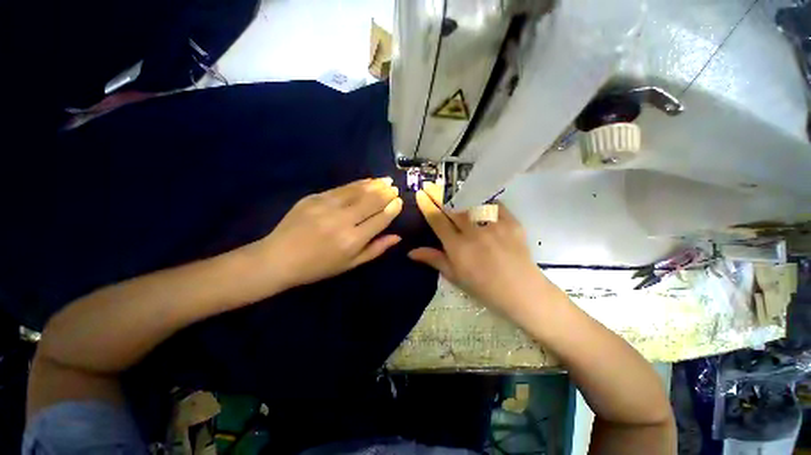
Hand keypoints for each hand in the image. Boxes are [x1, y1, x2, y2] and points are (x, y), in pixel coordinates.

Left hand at [249, 178, 402, 287]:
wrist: (278, 258)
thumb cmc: (318, 267)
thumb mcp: (350, 264)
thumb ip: (375, 249)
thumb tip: (397, 236)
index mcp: (352, 240)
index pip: (380, 219)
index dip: (392, 209)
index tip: (399, 201)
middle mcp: (342, 220)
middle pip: (371, 202)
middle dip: (386, 193)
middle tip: (395, 188)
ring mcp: (326, 206)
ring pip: (357, 191)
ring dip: (374, 184)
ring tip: (386, 180)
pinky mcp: (314, 197)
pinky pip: (341, 188)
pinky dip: (357, 183)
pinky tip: (367, 181)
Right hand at [409, 182, 549, 316]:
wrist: (521, 291)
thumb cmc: (483, 288)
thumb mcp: (454, 276)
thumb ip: (434, 259)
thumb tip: (410, 252)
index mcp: (458, 247)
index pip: (437, 220)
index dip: (427, 205)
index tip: (420, 194)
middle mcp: (474, 232)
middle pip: (452, 207)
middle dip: (439, 194)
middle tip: (431, 185)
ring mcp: (494, 225)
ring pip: (472, 203)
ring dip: (459, 195)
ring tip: (451, 189)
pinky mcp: (511, 222)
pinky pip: (494, 205)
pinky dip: (483, 201)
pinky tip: (478, 199)